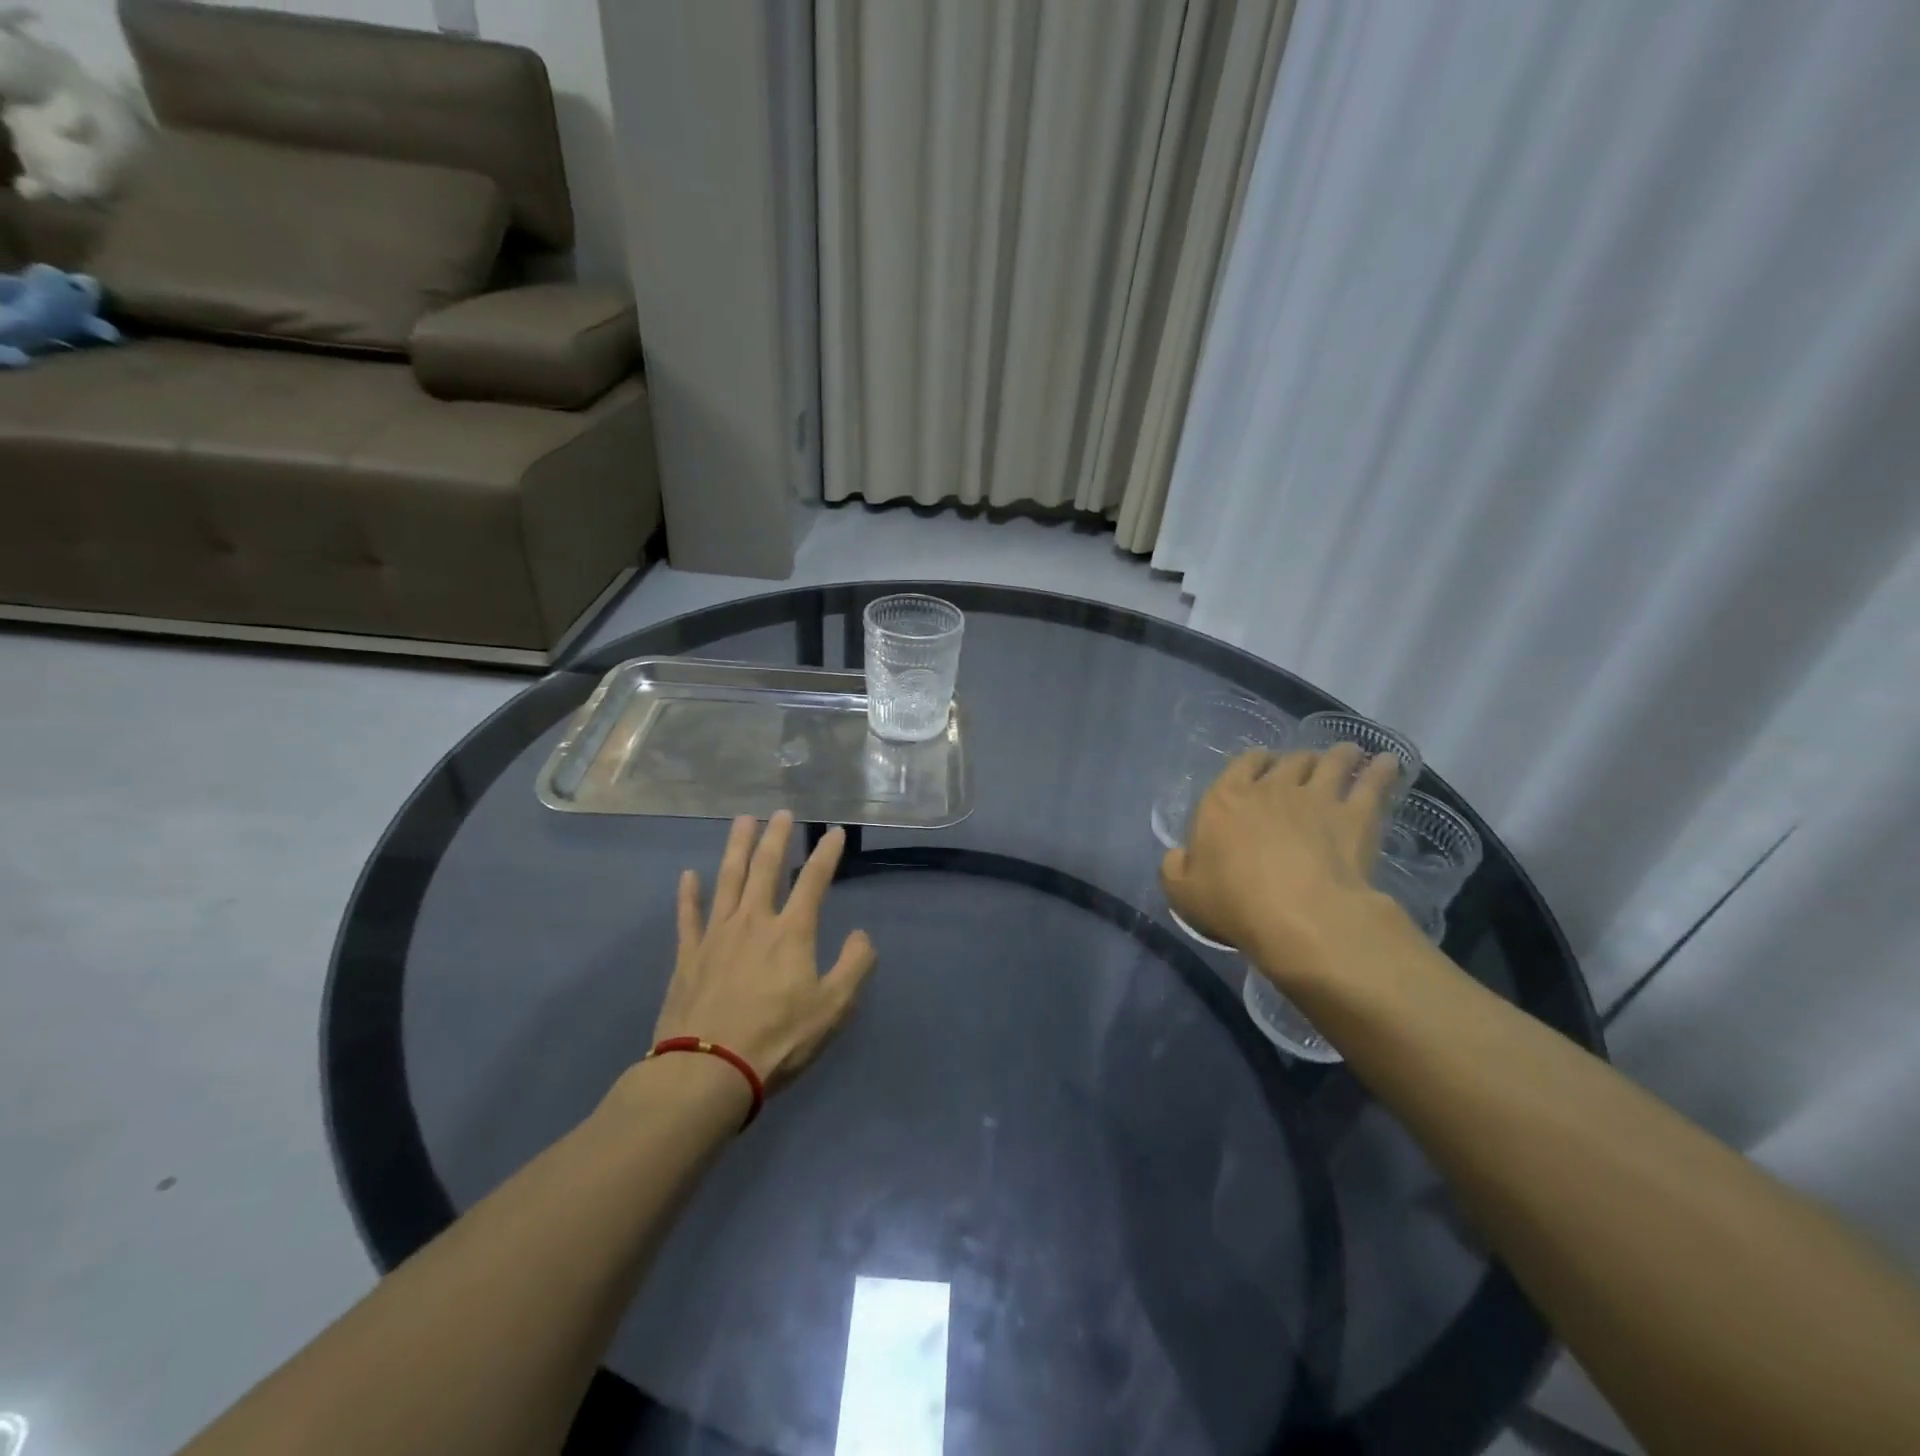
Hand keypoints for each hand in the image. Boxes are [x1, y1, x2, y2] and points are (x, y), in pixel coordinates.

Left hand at [652, 812, 876, 1086]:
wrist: (708, 1070)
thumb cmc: (777, 1040)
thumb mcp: (833, 1008)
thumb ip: (855, 966)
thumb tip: (862, 935)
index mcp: (791, 932)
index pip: (813, 881)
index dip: (826, 853)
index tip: (833, 831)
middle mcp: (753, 921)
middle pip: (766, 868)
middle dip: (776, 837)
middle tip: (781, 812)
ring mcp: (716, 936)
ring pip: (727, 880)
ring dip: (736, 848)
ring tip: (742, 821)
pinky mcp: (688, 956)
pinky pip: (688, 917)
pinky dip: (688, 894)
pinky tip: (688, 875)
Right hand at [1160, 746, 1408, 980]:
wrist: (1299, 914)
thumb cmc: (1233, 902)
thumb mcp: (1182, 892)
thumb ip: (1175, 868)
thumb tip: (1179, 855)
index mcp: (1224, 801)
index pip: (1239, 766)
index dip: (1253, 763)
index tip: (1261, 766)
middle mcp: (1270, 789)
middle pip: (1288, 761)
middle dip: (1296, 760)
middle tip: (1304, 767)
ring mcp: (1317, 798)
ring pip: (1331, 762)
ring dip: (1338, 755)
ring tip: (1347, 753)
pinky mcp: (1357, 816)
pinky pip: (1373, 783)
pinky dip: (1382, 770)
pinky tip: (1391, 764)